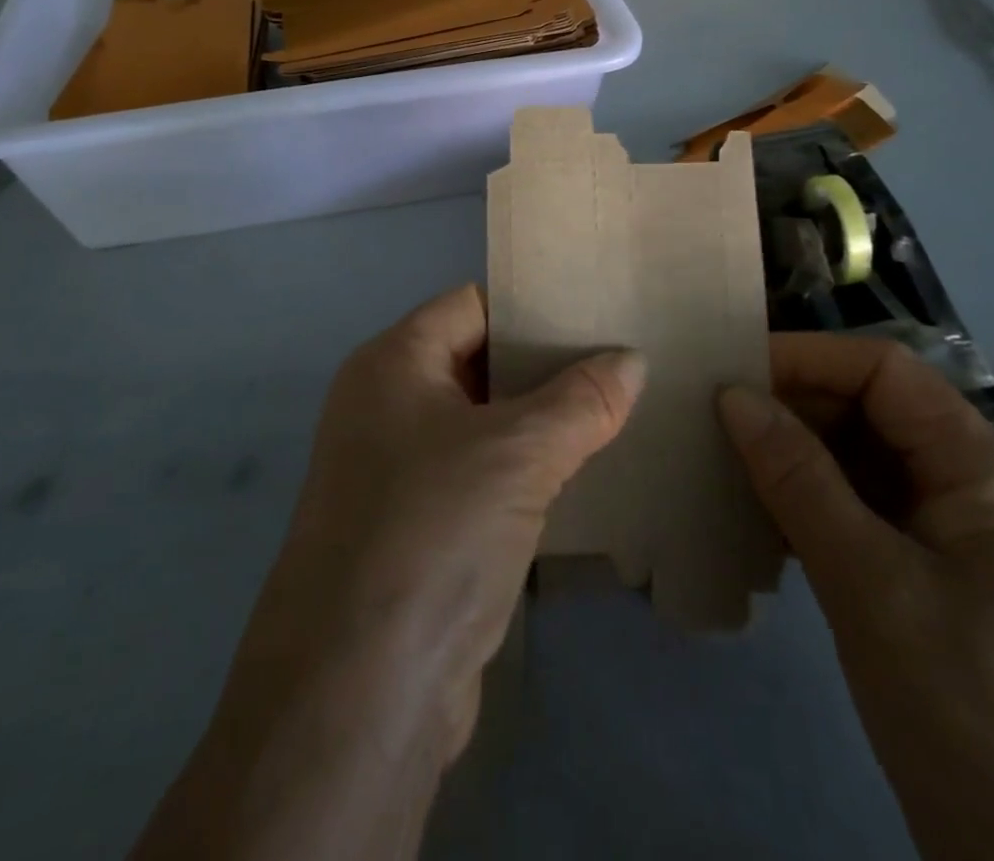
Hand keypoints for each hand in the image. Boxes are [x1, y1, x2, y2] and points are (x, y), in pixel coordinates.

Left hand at [134, 286, 642, 860]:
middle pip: (476, 362)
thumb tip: (632, 360)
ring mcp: (396, 469)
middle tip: (620, 365)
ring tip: (615, 414)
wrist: (360, 689)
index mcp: (392, 363)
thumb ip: (580, 400)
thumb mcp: (518, 453)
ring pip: (481, 425)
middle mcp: (386, 405)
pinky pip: (478, 477)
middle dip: (544, 367)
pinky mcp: (416, 527)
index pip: (471, 305)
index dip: (531, 305)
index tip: (596, 312)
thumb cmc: (434, 531)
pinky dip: (523, 473)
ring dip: (539, 425)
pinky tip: (581, 479)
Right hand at [718, 336, 993, 860]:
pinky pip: (866, 513)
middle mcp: (978, 489)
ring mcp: (960, 539)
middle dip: (794, 409)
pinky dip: (812, 506)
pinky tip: (763, 525)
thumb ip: (798, 478)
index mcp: (986, 471)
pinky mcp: (938, 582)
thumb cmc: (971, 710)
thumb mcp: (869, 582)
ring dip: (796, 459)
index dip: (806, 358)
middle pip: (873, 412)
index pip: (885, 371)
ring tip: (726, 468)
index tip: (729, 373)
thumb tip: (733, 394)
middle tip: (714, 424)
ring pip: (863, 463)